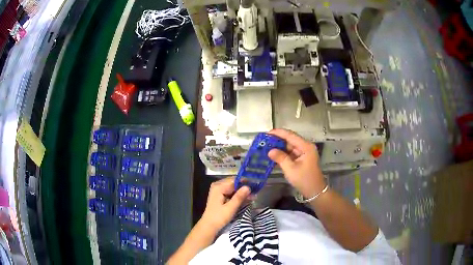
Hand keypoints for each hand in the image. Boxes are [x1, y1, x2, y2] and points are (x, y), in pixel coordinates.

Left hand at [200, 177, 250, 231]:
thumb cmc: (219, 217)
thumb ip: (239, 197)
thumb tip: (248, 187)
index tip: (256, 185)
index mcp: (219, 187)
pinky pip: (231, 192)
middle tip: (255, 192)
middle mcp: (218, 186)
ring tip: (253, 196)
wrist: (209, 226)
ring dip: (242, 192)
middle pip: (234, 183)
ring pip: (233, 188)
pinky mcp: (220, 195)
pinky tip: (246, 198)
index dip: (246, 182)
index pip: (235, 180)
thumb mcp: (230, 208)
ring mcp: (218, 190)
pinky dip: (238, 195)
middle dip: (244, 187)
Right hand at [268, 129, 325, 198]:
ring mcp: (304, 152)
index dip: (278, 133)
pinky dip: (283, 153)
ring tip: (266, 146)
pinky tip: (274, 154)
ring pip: (290, 146)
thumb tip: (270, 151)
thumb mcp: (290, 169)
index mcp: (305, 146)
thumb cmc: (304, 180)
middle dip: (277, 139)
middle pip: (290, 139)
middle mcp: (305, 147)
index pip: (290, 135)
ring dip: (279, 146)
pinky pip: (291, 152)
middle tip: (264, 141)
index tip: (266, 133)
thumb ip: (280, 158)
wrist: (315, 191)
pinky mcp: (302, 158)